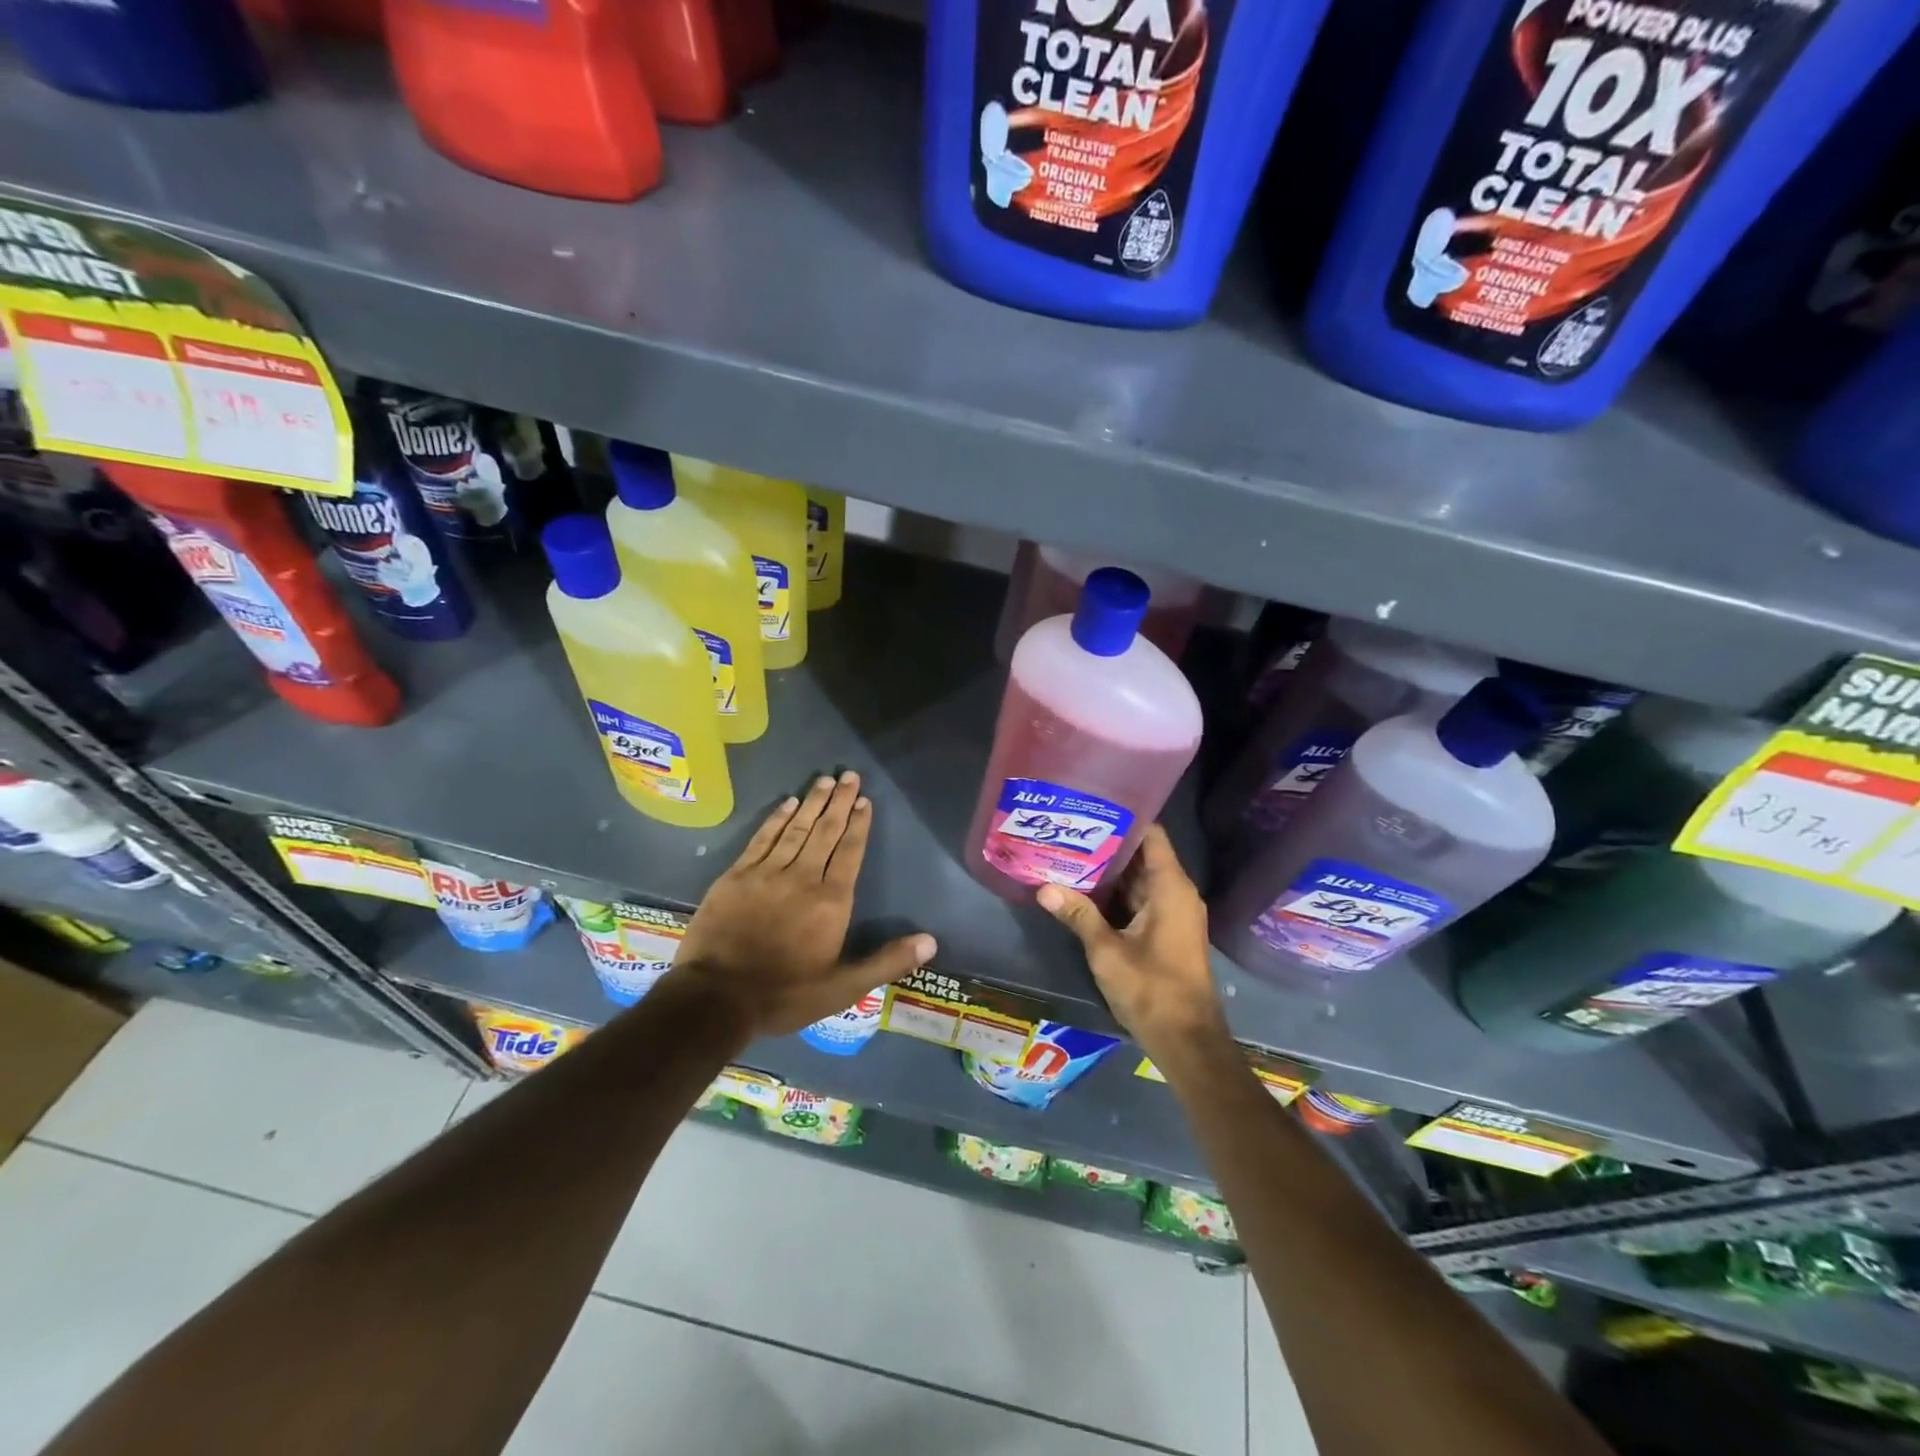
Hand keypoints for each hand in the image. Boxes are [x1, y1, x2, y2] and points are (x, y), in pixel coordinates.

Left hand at [672, 771, 935, 1037]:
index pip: (850, 852)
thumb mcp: (843, 989)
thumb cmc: (785, 994)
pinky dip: (776, 819)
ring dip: (812, 803)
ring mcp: (767, 873)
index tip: (864, 800)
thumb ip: (886, 962)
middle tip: (848, 775)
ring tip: (825, 781)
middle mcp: (803, 878)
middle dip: (839, 802)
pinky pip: (763, 838)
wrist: (716, 998)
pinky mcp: (737, 876)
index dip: (858, 824)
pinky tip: (787, 803)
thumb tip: (931, 942)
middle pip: (825, 832)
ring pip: (796, 829)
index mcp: (831, 901)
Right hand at [1036, 825, 1227, 1063]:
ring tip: (1068, 850)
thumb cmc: (1152, 989)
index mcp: (1170, 887)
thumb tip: (1043, 887)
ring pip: (1138, 879)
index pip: (1151, 835)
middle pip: (1142, 855)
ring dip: (1108, 870)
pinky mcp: (1165, 931)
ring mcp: (1172, 913)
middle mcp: (1176, 893)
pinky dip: (1115, 892)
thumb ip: (1078, 915)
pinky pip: (1139, 899)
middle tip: (1068, 828)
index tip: (1091, 806)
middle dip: (1107, 843)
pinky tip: (1083, 888)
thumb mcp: (1107, 951)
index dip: (1124, 818)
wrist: (1186, 1040)